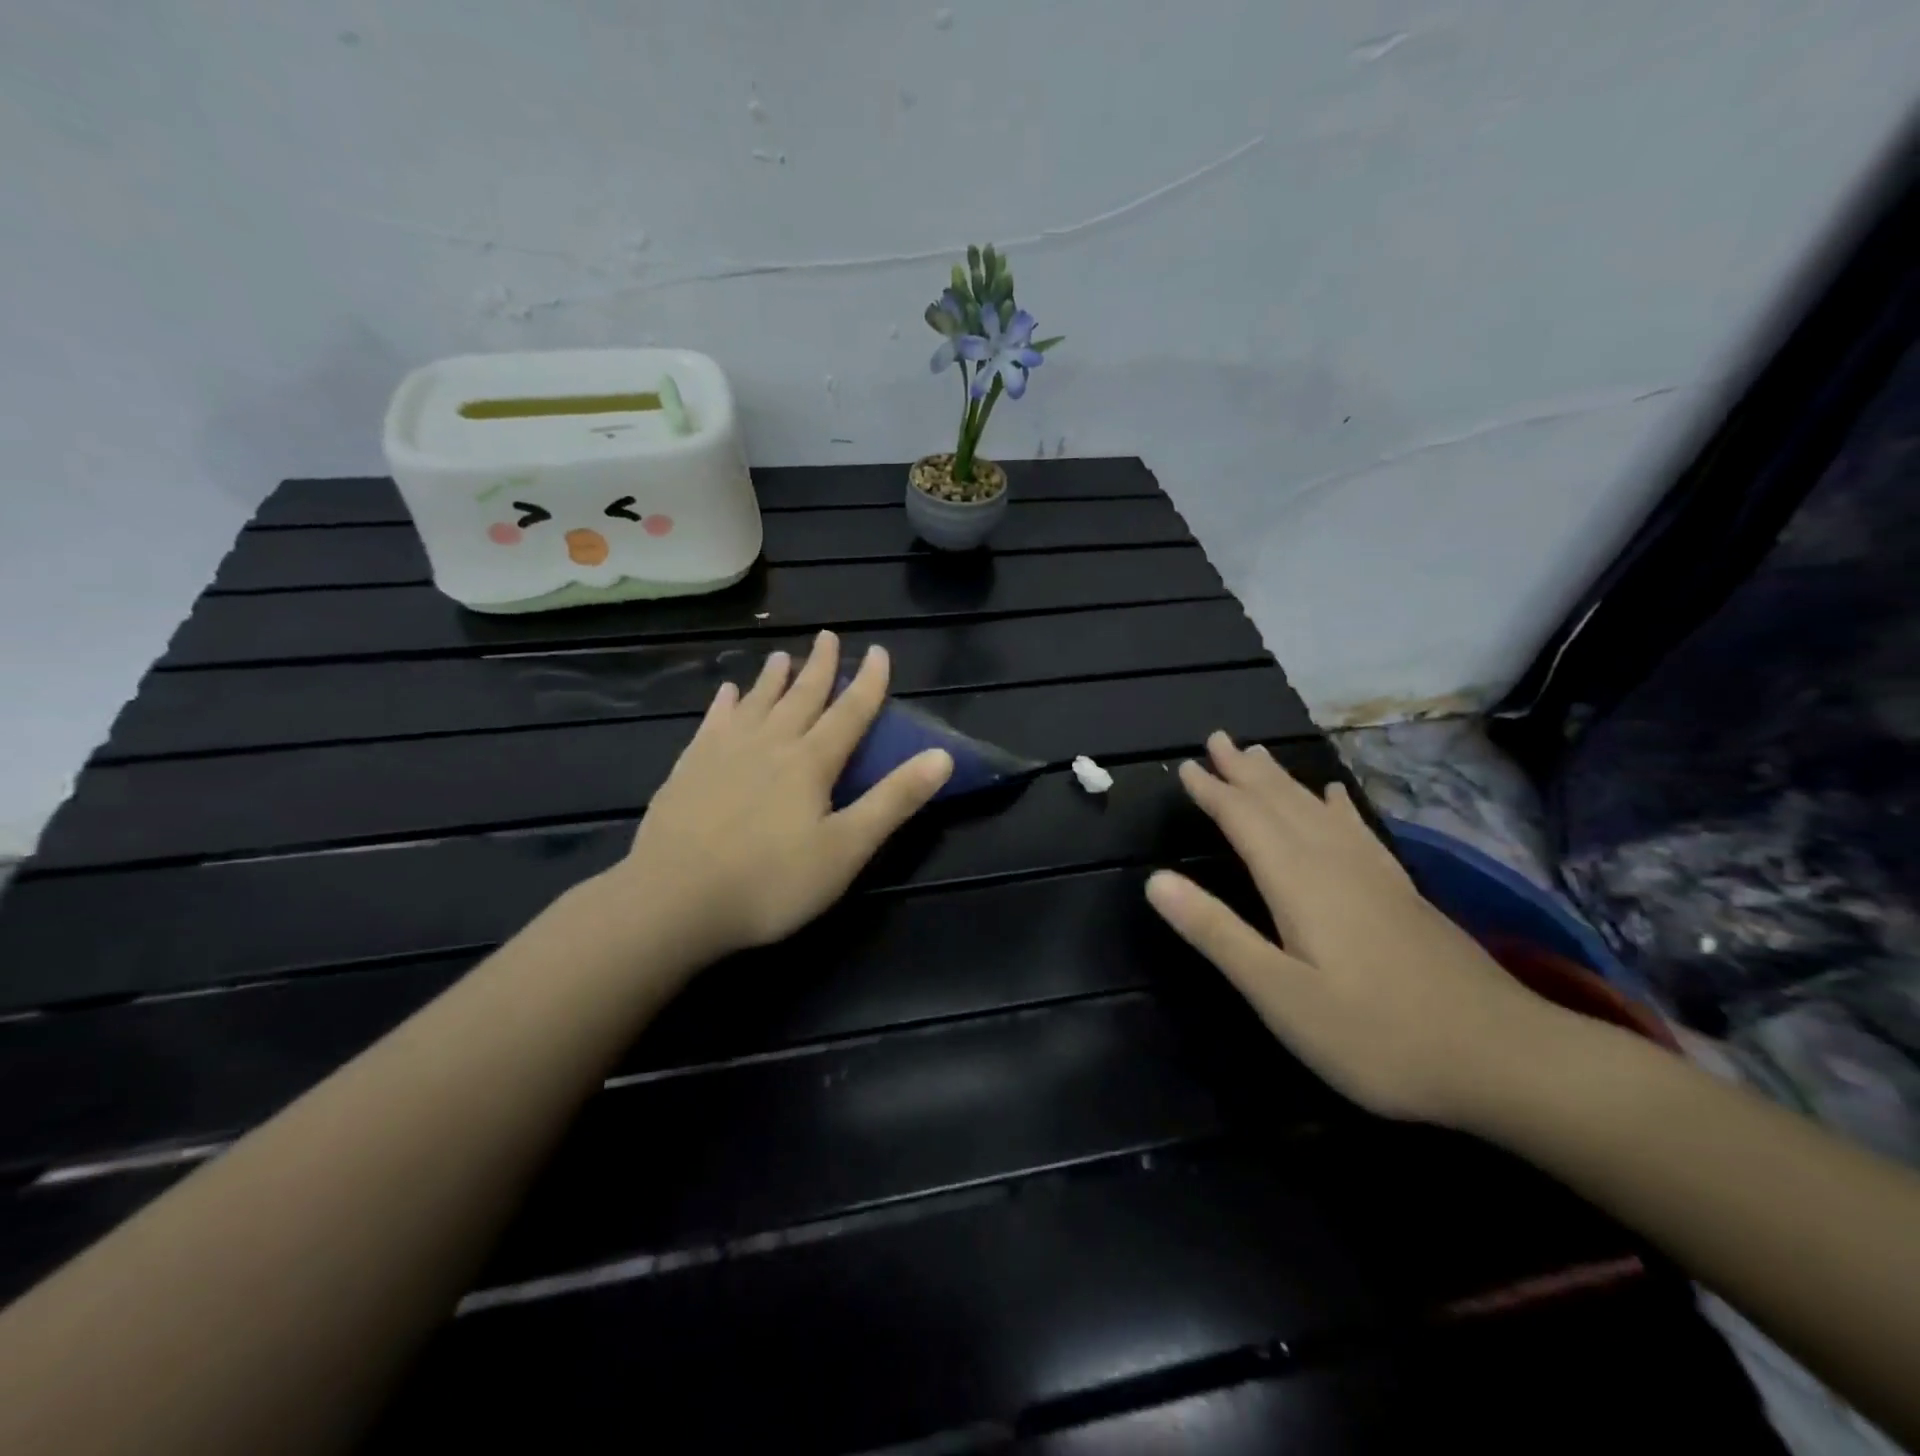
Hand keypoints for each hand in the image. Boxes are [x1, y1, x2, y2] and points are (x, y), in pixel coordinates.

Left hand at [603, 631, 953, 962]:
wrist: (674, 900)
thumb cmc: (771, 882)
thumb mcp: (847, 848)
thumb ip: (894, 800)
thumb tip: (942, 756)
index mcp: (810, 763)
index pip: (849, 713)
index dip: (869, 683)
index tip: (879, 651)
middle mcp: (770, 745)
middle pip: (801, 697)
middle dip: (820, 666)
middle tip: (828, 636)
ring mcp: (724, 753)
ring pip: (756, 704)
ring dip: (773, 678)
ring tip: (782, 656)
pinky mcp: (689, 769)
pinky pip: (713, 724)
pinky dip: (724, 705)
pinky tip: (726, 694)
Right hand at [1145, 732, 1562, 1128]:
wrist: (1504, 1058)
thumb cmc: (1375, 1034)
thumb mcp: (1279, 994)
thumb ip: (1217, 932)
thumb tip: (1155, 880)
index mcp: (1298, 882)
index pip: (1245, 821)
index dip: (1213, 792)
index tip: (1185, 766)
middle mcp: (1334, 864)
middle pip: (1282, 803)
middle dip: (1245, 771)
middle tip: (1217, 738)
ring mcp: (1374, 876)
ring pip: (1317, 810)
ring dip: (1283, 780)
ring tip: (1260, 754)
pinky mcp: (1401, 894)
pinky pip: (1357, 831)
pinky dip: (1338, 807)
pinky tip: (1337, 797)